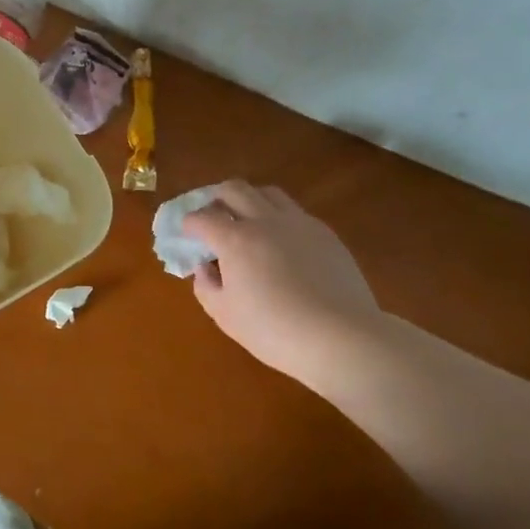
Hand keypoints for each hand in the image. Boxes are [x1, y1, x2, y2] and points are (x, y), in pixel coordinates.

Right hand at [182, 181, 381, 370]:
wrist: (342, 339)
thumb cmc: (274, 331)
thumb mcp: (224, 315)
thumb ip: (205, 285)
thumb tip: (205, 266)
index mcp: (234, 239)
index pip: (201, 217)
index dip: (188, 224)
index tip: (187, 236)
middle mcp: (264, 221)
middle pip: (233, 189)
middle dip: (215, 199)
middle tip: (213, 219)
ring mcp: (298, 223)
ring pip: (267, 192)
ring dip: (250, 201)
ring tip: (247, 222)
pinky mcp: (324, 234)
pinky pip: (294, 212)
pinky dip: (278, 218)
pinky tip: (282, 243)